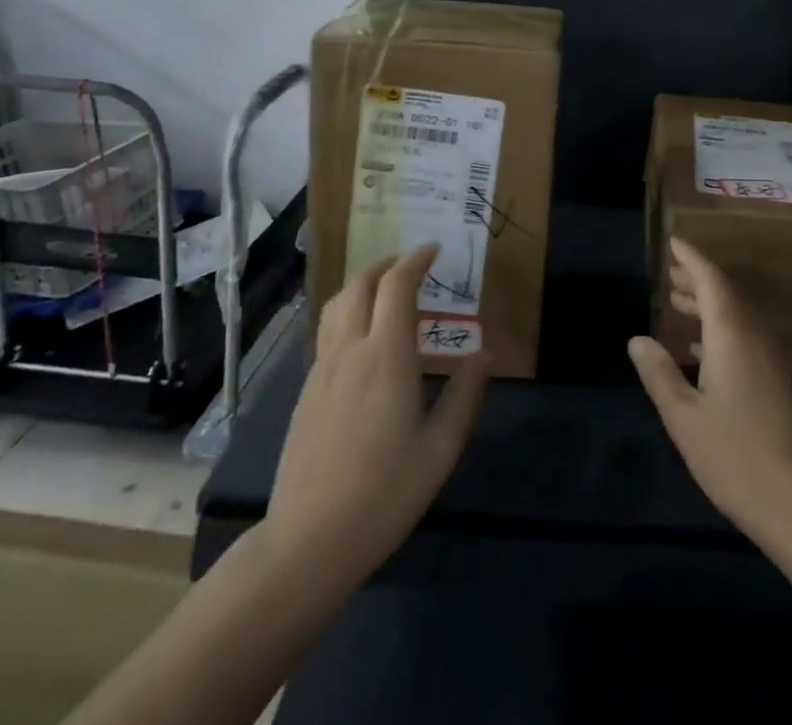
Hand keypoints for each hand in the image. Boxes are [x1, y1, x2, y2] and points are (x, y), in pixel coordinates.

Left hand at [265, 245, 487, 584]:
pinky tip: (362, 339)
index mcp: (386, 357)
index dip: (416, 260)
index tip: (434, 250)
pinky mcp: (306, 391)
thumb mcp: (441, 449)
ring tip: (385, 292)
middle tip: (411, 266)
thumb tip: (485, 355)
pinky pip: (327, 332)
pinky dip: (348, 313)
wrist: (308, 542)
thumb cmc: (384, 494)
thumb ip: (465, 395)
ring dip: (362, 285)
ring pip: (337, 305)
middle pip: (360, 285)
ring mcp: (321, 370)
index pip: (397, 285)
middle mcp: (349, 351)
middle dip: (386, 265)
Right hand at [628, 238, 791, 554]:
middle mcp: (754, 336)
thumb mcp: (684, 417)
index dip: (691, 259)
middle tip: (670, 271)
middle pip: (726, 293)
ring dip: (708, 303)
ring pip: (736, 315)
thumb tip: (638, 338)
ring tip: (678, 301)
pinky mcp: (774, 381)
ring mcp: (769, 359)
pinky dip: (719, 329)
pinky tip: (699, 350)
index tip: (673, 241)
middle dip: (698, 278)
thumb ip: (659, 374)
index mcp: (732, 334)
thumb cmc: (735, 456)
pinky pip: (743, 336)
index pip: (711, 280)